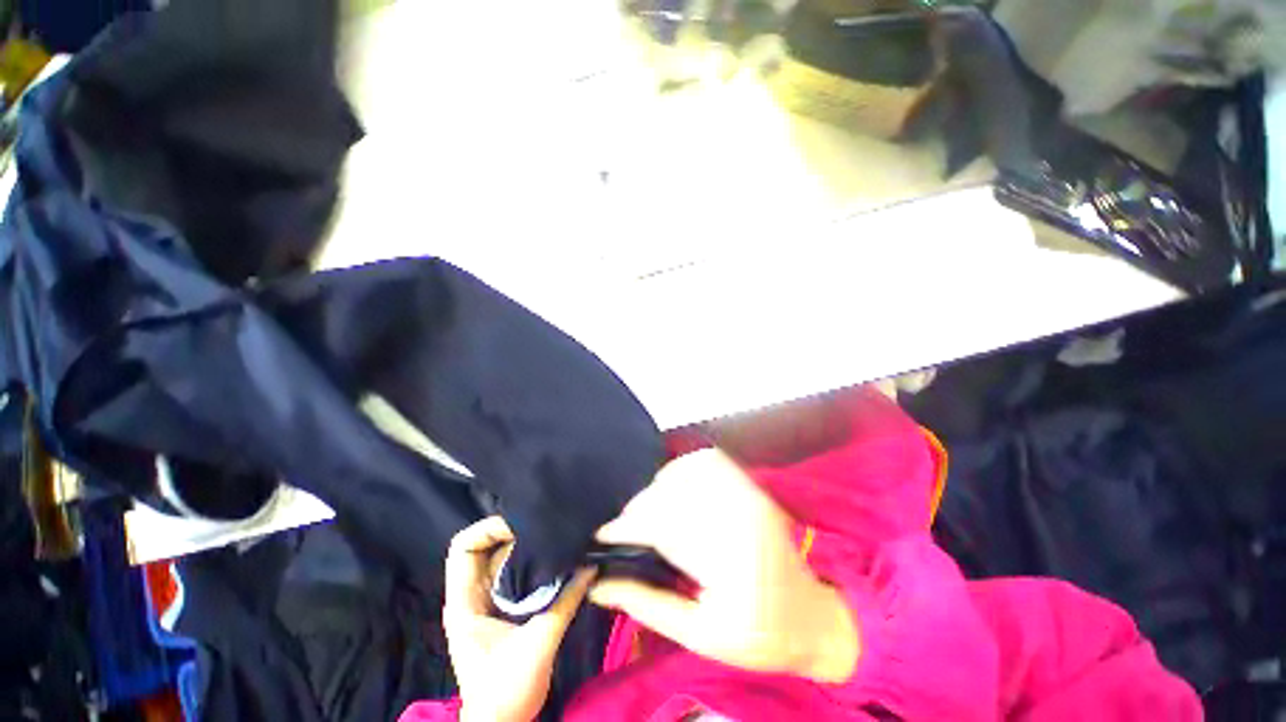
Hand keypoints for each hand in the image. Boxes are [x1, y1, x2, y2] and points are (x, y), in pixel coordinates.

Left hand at [443, 516, 595, 721]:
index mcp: (464, 603)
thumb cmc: (507, 692)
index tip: (521, 523)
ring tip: (554, 534)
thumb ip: (565, 602)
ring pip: (502, 557)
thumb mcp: (538, 645)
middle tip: (545, 524)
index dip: (487, 528)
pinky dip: (533, 560)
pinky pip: (515, 571)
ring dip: (526, 545)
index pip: (463, 548)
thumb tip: (590, 564)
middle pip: (485, 546)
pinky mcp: (503, 606)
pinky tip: (556, 557)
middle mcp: (472, 595)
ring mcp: (487, 600)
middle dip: (512, 530)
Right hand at [590, 449, 859, 682]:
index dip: (626, 528)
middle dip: (637, 510)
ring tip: (649, 513)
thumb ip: (647, 605)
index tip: (601, 538)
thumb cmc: (760, 636)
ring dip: (659, 488)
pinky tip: (675, 488)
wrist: (814, 617)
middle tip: (623, 532)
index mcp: (729, 558)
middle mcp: (740, 514)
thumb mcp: (700, 636)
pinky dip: (684, 468)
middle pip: (672, 494)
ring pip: (687, 471)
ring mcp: (749, 493)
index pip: (663, 526)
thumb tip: (598, 586)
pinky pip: (709, 460)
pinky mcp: (751, 486)